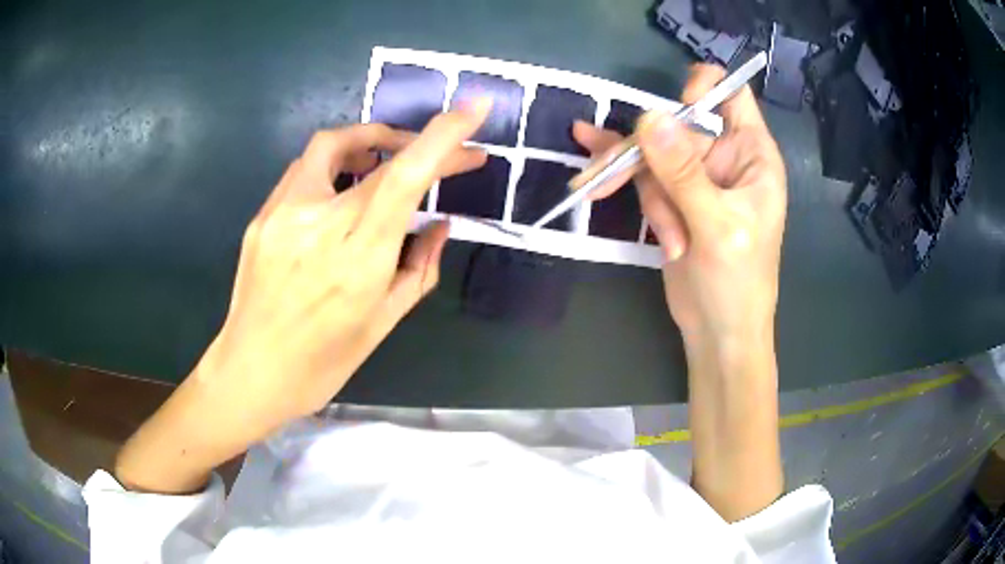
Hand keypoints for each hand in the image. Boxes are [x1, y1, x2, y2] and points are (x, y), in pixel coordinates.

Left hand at [197, 100, 489, 429]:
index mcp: (356, 259)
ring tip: (390, 161)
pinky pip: (306, 170)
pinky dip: (337, 165)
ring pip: (332, 145)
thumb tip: (440, 225)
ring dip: (372, 142)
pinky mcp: (262, 215)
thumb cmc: (323, 363)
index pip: (404, 178)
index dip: (443, 136)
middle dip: (417, 141)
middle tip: (444, 155)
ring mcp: (282, 214)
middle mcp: (317, 225)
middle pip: (373, 150)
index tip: (475, 108)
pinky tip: (344, 188)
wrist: (251, 372)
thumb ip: (420, 268)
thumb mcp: (383, 323)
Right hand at [574, 65, 785, 351]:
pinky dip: (621, 183)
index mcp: (752, 154)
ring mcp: (695, 176)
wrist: (718, 332)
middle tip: (610, 174)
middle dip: (650, 155)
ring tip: (666, 239)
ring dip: (646, 193)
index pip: (731, 95)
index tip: (668, 116)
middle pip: (676, 124)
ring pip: (652, 153)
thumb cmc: (738, 283)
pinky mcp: (672, 197)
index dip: (700, 92)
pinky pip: (642, 175)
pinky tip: (588, 176)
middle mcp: (725, 157)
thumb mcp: (717, 227)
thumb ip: (684, 173)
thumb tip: (650, 117)